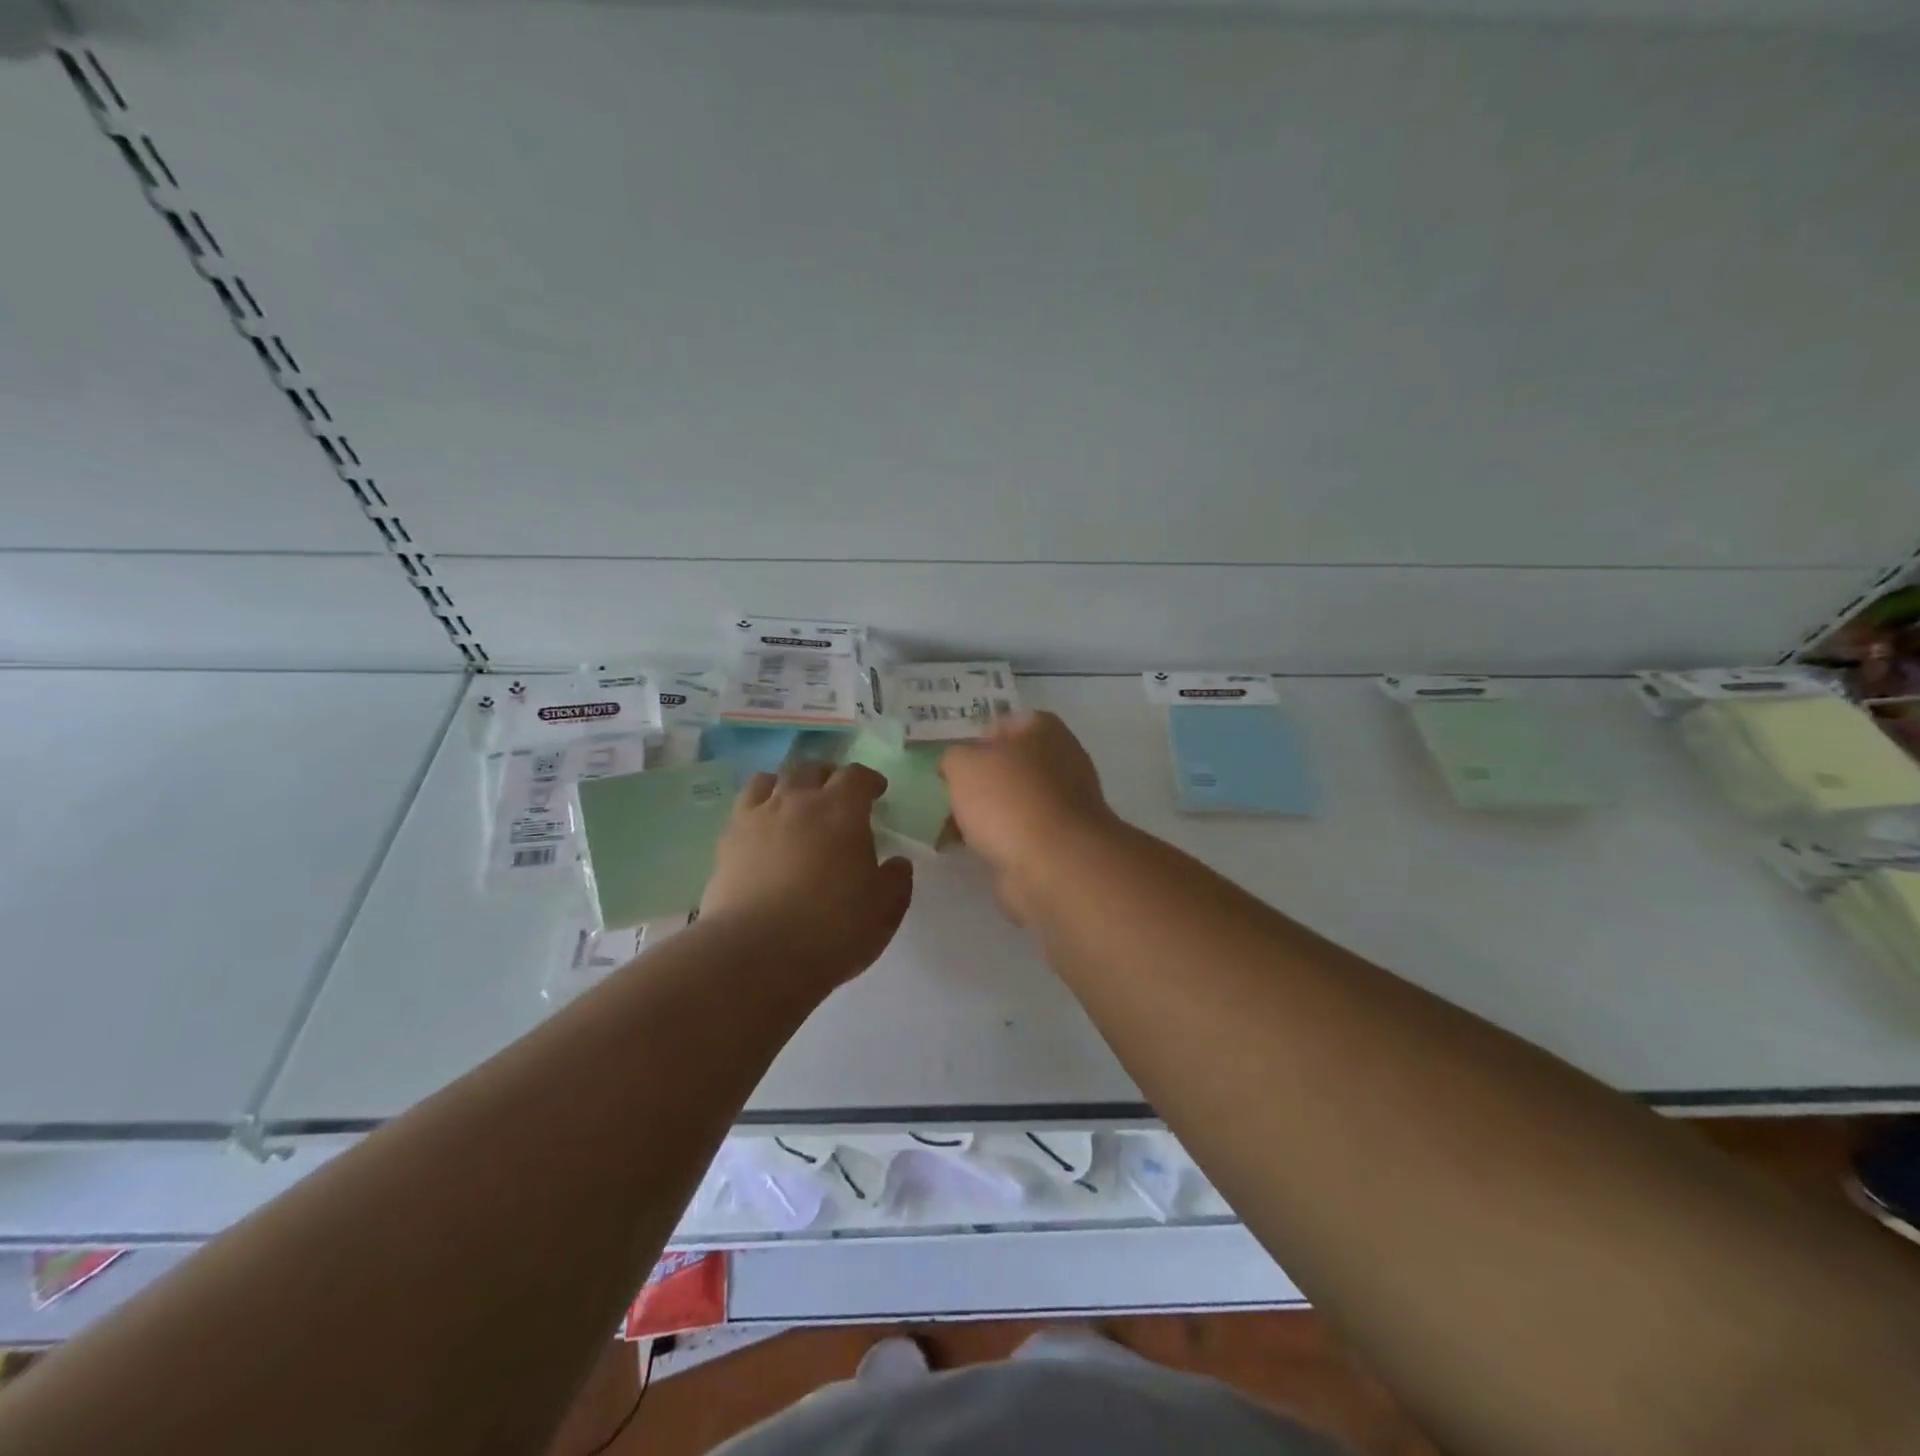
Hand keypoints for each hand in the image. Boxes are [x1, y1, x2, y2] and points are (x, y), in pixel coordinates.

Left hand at [700, 761, 913, 985]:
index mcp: (841, 810)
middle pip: (810, 769)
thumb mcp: (883, 910)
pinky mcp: (726, 843)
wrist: (757, 954)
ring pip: (769, 780)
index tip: (876, 791)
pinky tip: (762, 832)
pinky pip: (742, 810)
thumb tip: (896, 863)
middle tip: (835, 793)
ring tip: (792, 802)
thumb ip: (895, 881)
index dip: (868, 780)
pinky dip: (757, 811)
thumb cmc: (832, 928)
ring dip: (786, 785)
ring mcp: (756, 819)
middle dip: (827, 776)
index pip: (856, 776)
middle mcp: (796, 801)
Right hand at [940, 712, 1118, 923]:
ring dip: (984, 813)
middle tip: (946, 796)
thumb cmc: (1008, 799)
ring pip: (1012, 801)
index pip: (1002, 724)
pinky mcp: (1060, 840)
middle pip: (1007, 765)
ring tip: (948, 828)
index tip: (949, 764)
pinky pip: (1019, 833)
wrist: (1054, 863)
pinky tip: (970, 850)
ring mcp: (1064, 803)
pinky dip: (997, 840)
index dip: (972, 741)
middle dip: (977, 782)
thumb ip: (953, 758)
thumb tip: (956, 767)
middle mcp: (1061, 760)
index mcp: (1043, 729)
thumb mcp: (963, 765)